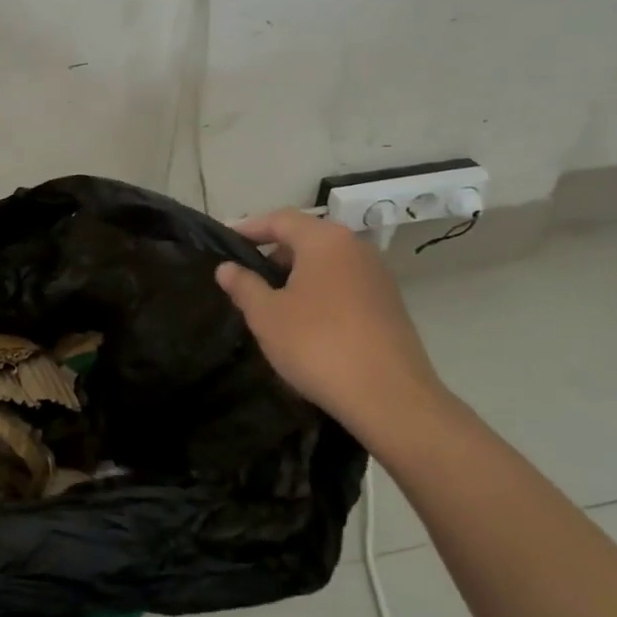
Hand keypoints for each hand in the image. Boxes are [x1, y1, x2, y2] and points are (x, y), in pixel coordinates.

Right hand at [215, 209, 443, 434]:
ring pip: (327, 264)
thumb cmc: (317, 344)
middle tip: (246, 276)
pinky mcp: (389, 306)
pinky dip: (320, 293)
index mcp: (325, 240)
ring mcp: (378, 277)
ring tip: (271, 301)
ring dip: (297, 276)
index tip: (226, 241)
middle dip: (274, 254)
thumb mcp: (266, 315)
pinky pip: (344, 286)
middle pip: (306, 239)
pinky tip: (304, 322)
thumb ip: (243, 285)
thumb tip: (227, 268)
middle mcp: (355, 248)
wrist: (389, 397)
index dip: (250, 228)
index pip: (280, 219)